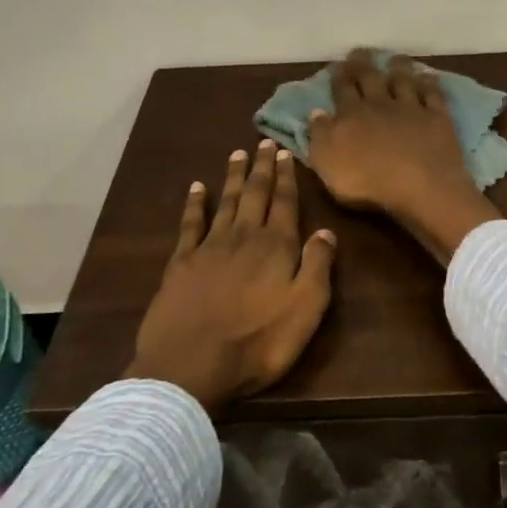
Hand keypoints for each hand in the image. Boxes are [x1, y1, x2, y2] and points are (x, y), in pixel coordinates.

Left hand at [126, 143, 336, 411]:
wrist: (191, 364)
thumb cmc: (258, 343)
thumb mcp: (305, 310)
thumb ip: (318, 267)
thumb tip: (326, 231)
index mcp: (277, 248)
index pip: (285, 204)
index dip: (287, 178)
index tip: (285, 153)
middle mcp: (244, 237)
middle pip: (254, 195)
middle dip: (261, 169)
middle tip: (263, 142)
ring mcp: (208, 248)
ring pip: (225, 202)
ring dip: (233, 177)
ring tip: (237, 154)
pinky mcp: (180, 263)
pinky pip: (190, 224)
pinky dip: (194, 203)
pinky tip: (196, 188)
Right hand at [306, 49, 500, 262]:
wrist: (420, 187)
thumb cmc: (368, 183)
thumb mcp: (327, 164)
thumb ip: (319, 136)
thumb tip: (316, 112)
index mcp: (351, 116)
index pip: (342, 90)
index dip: (338, 77)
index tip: (337, 66)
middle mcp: (380, 105)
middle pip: (370, 78)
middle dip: (363, 64)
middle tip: (360, 52)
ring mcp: (411, 109)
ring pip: (403, 81)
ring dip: (398, 67)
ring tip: (394, 58)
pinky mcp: (437, 117)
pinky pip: (432, 94)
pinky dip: (429, 83)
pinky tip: (427, 76)